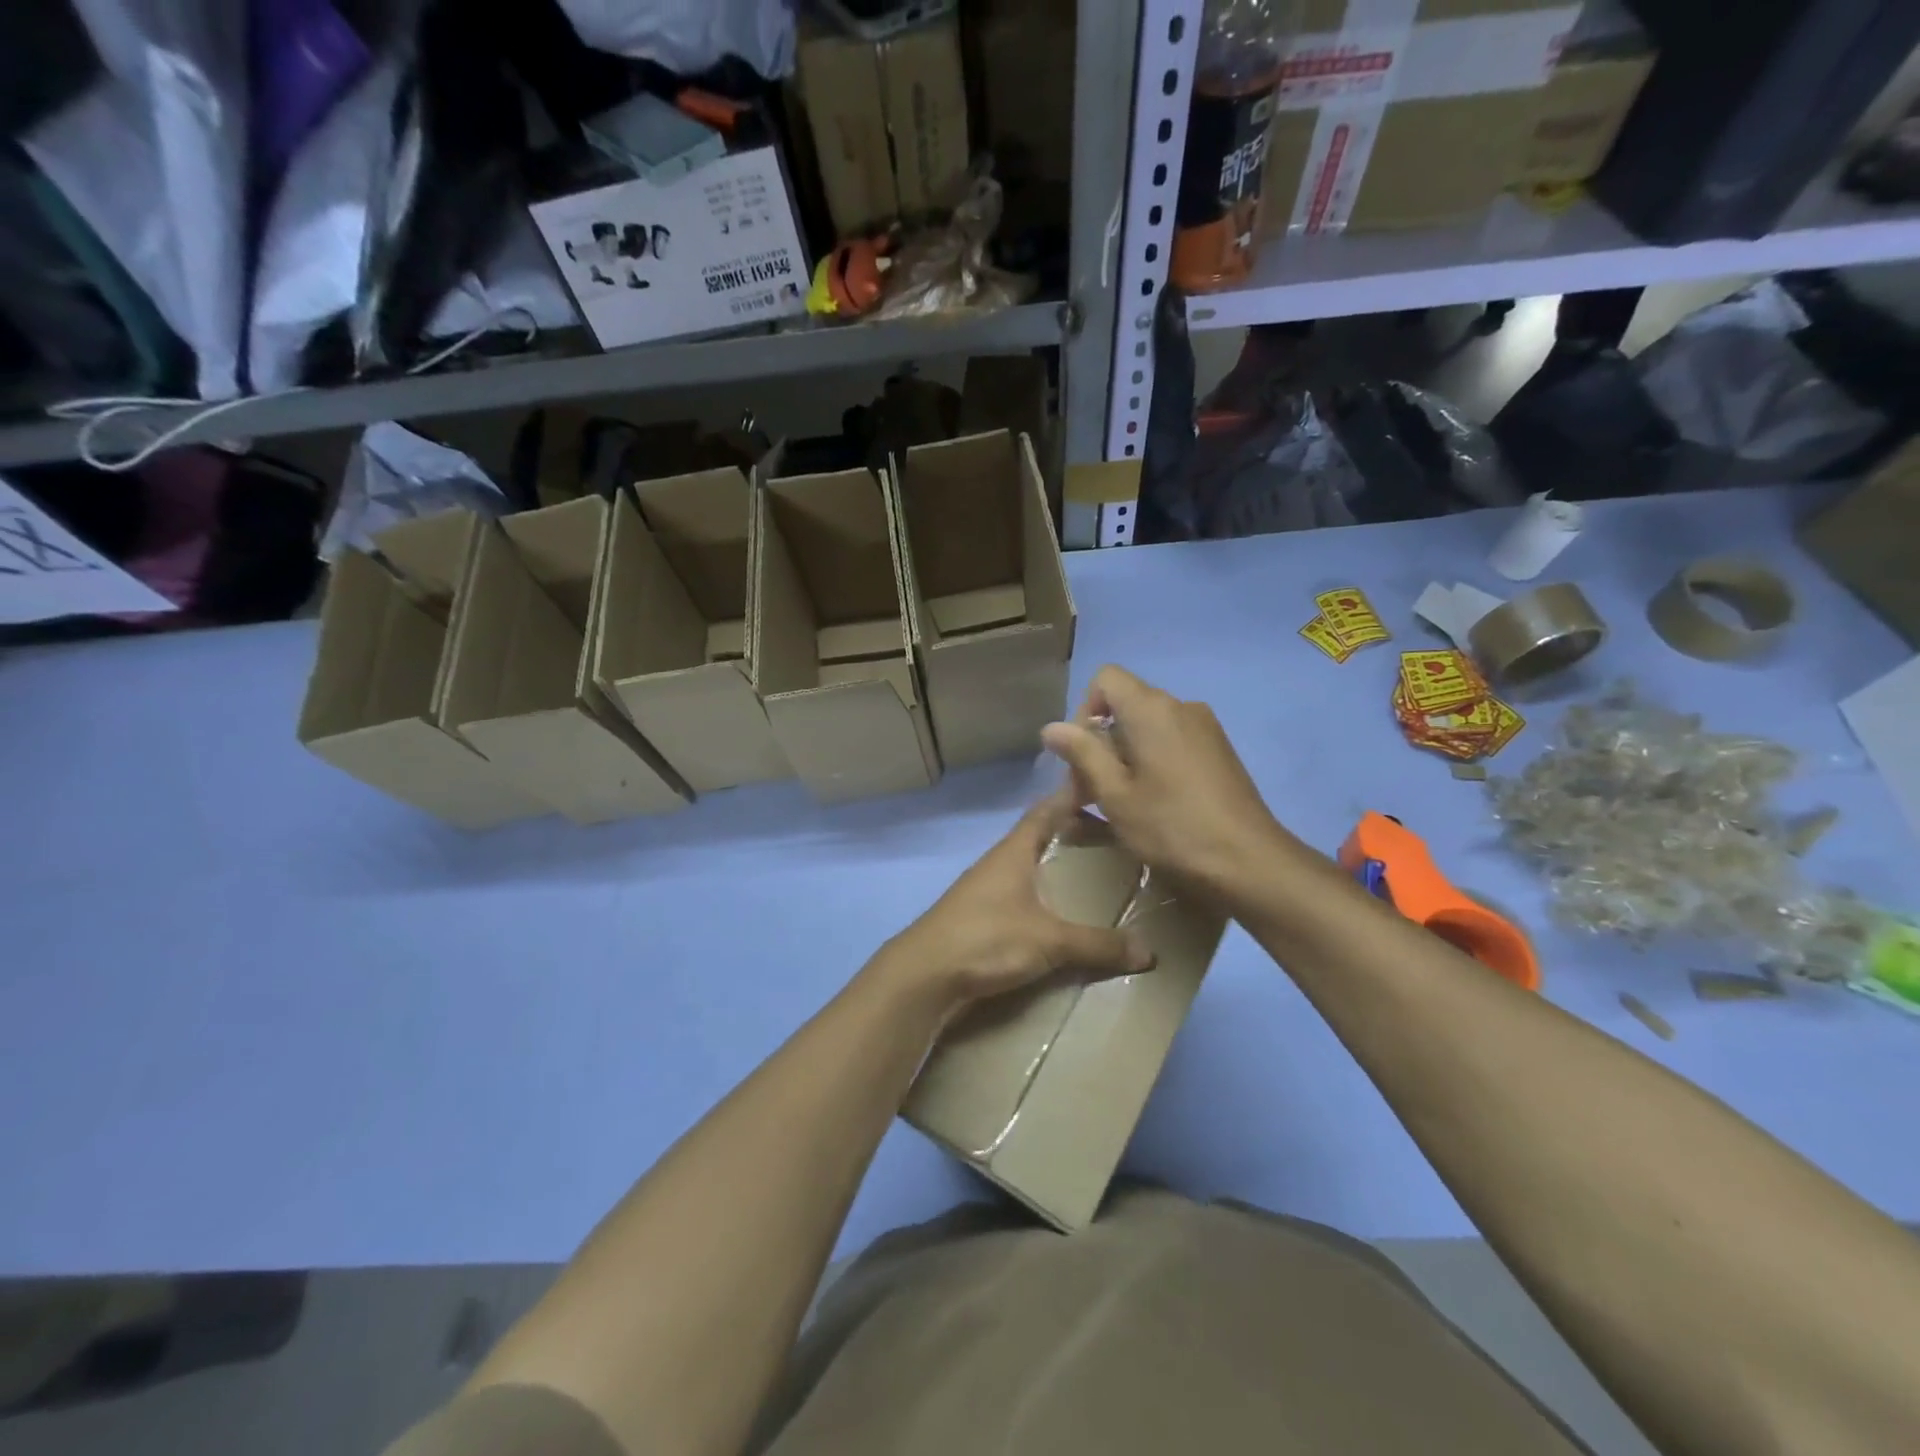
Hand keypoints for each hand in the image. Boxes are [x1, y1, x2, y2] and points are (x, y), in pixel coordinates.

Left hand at [876, 792, 1154, 1014]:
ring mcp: (986, 891)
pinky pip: (1021, 897)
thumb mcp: (1049, 941)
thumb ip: (1097, 944)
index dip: (1072, 794)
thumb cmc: (986, 939)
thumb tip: (1149, 952)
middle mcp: (999, 863)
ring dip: (1057, 868)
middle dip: (1074, 835)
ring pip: (1029, 868)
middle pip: (1040, 837)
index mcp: (1014, 851)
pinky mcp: (980, 919)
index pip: (1047, 809)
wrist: (924, 975)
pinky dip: (1043, 898)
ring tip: (1095, 878)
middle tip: (1115, 840)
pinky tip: (1061, 917)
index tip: (1102, 784)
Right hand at [1041, 665, 1288, 897]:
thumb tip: (1051, 726)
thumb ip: (1082, 753)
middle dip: (1100, 741)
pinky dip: (1152, 760)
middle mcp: (1181, 706)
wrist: (1249, 861)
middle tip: (1090, 792)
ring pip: (1149, 725)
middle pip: (1126, 704)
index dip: (1084, 710)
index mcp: (1152, 709)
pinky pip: (1173, 740)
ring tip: (1121, 802)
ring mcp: (1205, 727)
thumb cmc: (1172, 827)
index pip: (1106, 679)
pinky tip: (1155, 802)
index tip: (1081, 756)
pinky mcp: (1219, 750)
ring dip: (1125, 754)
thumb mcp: (1115, 794)